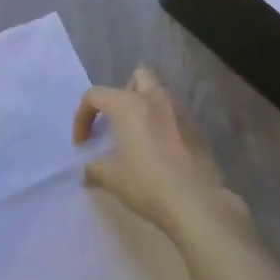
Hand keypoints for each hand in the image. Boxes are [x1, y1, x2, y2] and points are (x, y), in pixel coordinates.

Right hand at [72, 68, 240, 235]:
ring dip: (146, 108)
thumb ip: (93, 169)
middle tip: (118, 122)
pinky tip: (161, 153)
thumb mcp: (111, 178)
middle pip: (138, 76)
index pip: (95, 95)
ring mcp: (181, 111)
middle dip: (124, 93)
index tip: (83, 145)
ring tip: (139, 139)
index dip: (82, 117)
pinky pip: (175, 116)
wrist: (195, 203)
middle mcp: (155, 98)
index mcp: (129, 104)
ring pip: (160, 95)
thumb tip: (87, 171)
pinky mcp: (198, 129)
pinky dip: (164, 126)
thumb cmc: (147, 183)